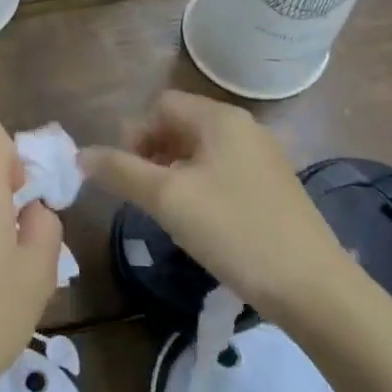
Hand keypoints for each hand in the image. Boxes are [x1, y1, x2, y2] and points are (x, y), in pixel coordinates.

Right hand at [79, 90, 364, 328]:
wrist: (311, 286)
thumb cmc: (233, 231)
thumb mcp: (167, 199)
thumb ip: (120, 171)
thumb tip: (80, 155)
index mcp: (221, 119)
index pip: (160, 105)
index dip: (134, 134)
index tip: (126, 175)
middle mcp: (244, 129)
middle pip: (179, 125)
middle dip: (150, 153)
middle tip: (142, 195)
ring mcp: (261, 158)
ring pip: (199, 151)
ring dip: (171, 172)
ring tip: (165, 211)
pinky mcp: (271, 187)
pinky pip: (220, 172)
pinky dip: (197, 187)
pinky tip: (197, 222)